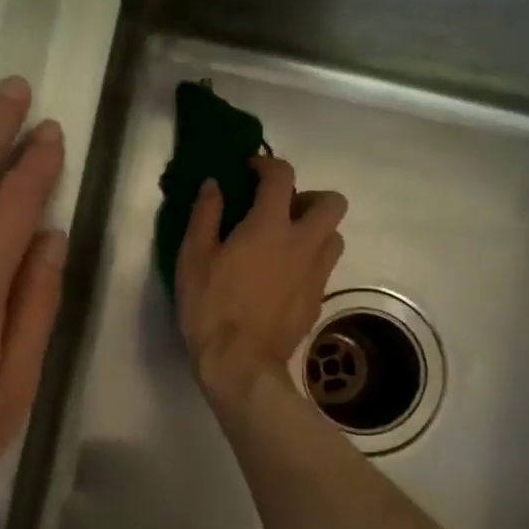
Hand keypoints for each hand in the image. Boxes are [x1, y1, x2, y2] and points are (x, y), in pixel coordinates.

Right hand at [175, 154, 347, 416]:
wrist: (240, 364)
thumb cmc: (211, 307)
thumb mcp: (194, 258)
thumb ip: (206, 215)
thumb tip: (214, 185)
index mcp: (270, 226)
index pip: (282, 176)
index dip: (268, 165)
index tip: (251, 170)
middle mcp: (303, 243)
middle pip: (332, 203)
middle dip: (309, 196)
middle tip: (280, 210)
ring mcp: (316, 274)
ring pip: (334, 236)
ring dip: (315, 230)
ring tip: (285, 243)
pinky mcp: (317, 300)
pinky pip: (324, 268)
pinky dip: (308, 261)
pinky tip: (282, 277)